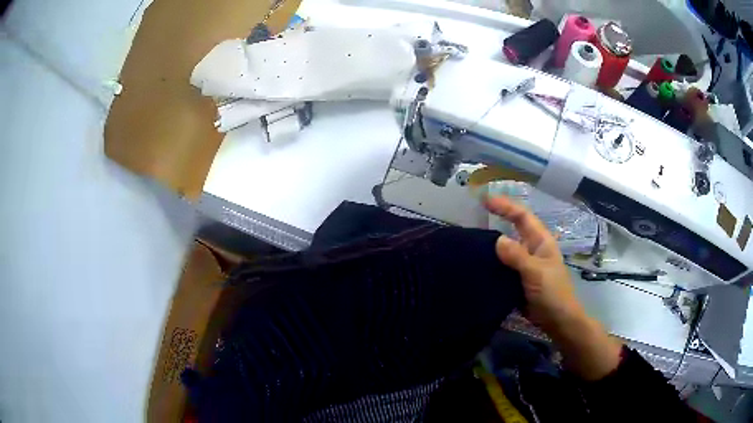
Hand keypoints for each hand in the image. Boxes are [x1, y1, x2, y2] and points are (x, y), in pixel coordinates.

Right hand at [484, 195, 621, 379]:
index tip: (486, 201)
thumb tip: (497, 239)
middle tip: (474, 216)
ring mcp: (524, 265)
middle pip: (513, 228)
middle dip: (497, 219)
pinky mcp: (517, 280)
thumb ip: (517, 256)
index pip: (522, 216)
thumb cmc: (552, 293)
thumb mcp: (536, 272)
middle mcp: (531, 249)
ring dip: (491, 243)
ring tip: (470, 239)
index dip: (505, 206)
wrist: (557, 320)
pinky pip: (502, 267)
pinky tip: (477, 265)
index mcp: (540, 241)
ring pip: (506, 248)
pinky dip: (490, 263)